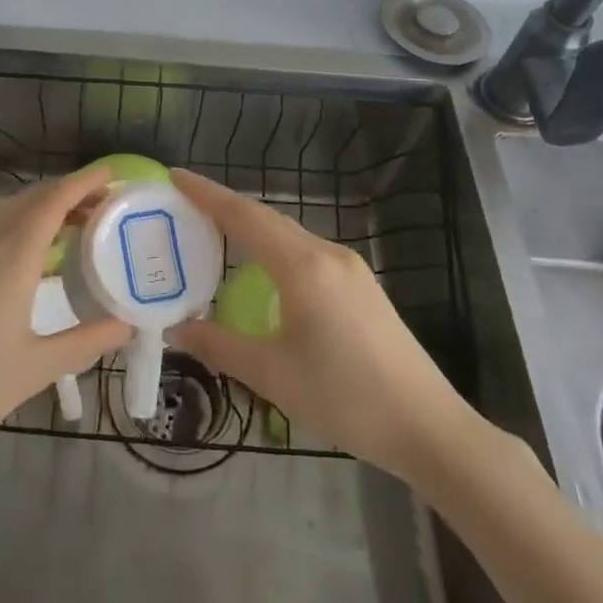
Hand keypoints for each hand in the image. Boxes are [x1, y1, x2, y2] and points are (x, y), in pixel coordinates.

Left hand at [0, 163, 130, 472]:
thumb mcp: (35, 369)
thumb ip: (84, 342)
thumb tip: (127, 326)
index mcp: (11, 259)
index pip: (52, 202)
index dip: (83, 183)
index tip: (111, 174)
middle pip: (29, 199)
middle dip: (67, 192)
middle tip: (102, 205)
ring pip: (5, 212)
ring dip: (40, 205)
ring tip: (71, 226)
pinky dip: (18, 224)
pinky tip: (29, 257)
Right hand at [168, 168, 483, 483]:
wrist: (428, 426)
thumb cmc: (345, 397)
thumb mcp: (272, 375)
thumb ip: (219, 346)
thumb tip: (176, 330)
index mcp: (302, 266)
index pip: (244, 216)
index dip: (206, 194)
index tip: (174, 176)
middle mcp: (327, 254)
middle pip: (267, 218)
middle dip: (225, 207)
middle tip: (186, 206)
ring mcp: (351, 268)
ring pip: (290, 233)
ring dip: (252, 227)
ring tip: (216, 232)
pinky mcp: (362, 286)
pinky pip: (307, 251)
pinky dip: (275, 247)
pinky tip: (264, 269)